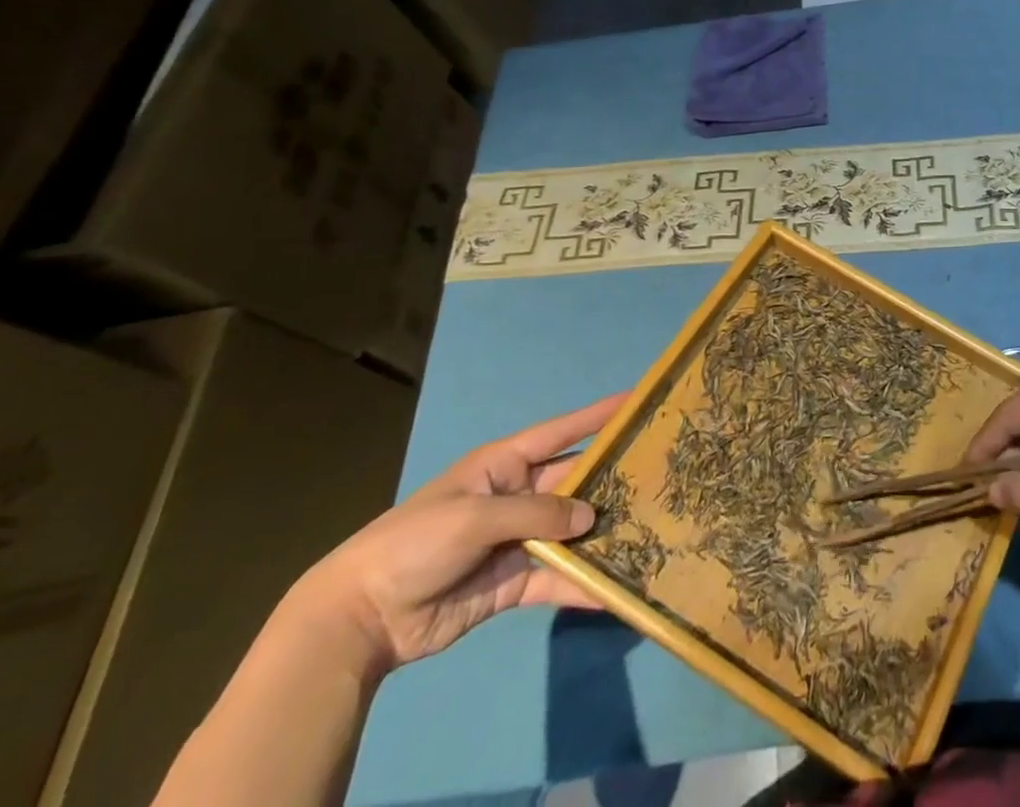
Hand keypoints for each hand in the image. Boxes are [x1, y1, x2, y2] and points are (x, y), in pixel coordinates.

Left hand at [294, 395, 626, 675]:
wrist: (360, 619)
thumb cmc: (416, 542)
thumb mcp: (475, 515)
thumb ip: (536, 514)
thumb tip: (590, 517)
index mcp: (505, 465)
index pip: (561, 432)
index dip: (597, 416)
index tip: (637, 401)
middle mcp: (518, 496)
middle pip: (574, 483)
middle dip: (610, 480)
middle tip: (658, 476)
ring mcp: (517, 540)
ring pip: (571, 531)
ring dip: (602, 534)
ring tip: (648, 531)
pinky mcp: (512, 583)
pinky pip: (556, 579)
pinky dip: (582, 585)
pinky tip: (613, 590)